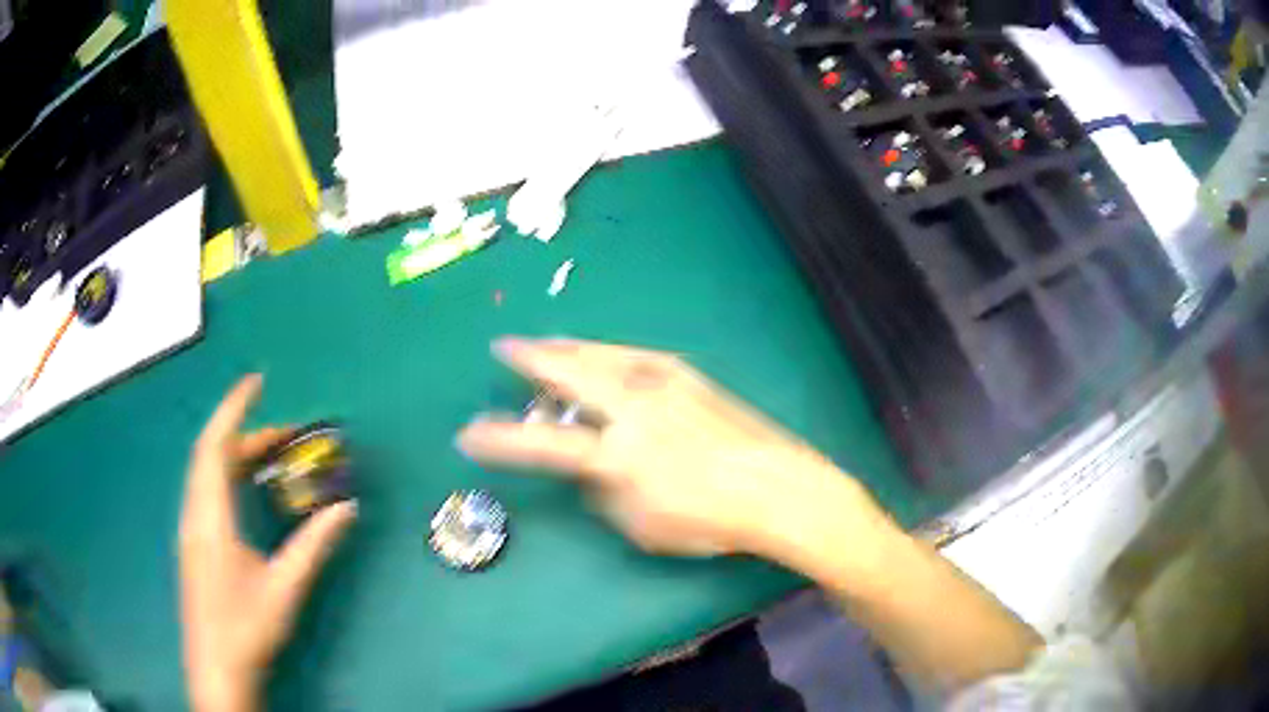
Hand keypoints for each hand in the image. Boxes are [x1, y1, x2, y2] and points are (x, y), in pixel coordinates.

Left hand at [178, 375, 355, 711]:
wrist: (216, 668)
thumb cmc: (246, 628)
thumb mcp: (284, 588)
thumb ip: (313, 546)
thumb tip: (346, 508)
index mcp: (210, 517)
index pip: (215, 446)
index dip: (234, 409)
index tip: (257, 381)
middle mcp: (194, 513)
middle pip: (212, 455)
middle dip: (246, 432)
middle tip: (286, 432)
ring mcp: (191, 528)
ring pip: (207, 473)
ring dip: (237, 454)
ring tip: (273, 454)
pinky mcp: (194, 542)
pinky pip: (207, 490)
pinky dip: (229, 474)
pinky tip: (249, 489)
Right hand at [458, 338, 893, 561]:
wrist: (776, 487)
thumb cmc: (708, 520)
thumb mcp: (641, 524)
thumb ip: (604, 492)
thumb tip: (590, 466)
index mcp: (616, 454)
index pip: (540, 444)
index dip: (499, 440)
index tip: (467, 433)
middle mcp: (632, 408)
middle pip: (568, 374)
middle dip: (529, 358)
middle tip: (504, 346)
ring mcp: (662, 384)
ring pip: (599, 356)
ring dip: (566, 348)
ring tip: (545, 342)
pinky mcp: (686, 376)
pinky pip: (633, 357)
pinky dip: (606, 353)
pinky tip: (602, 353)